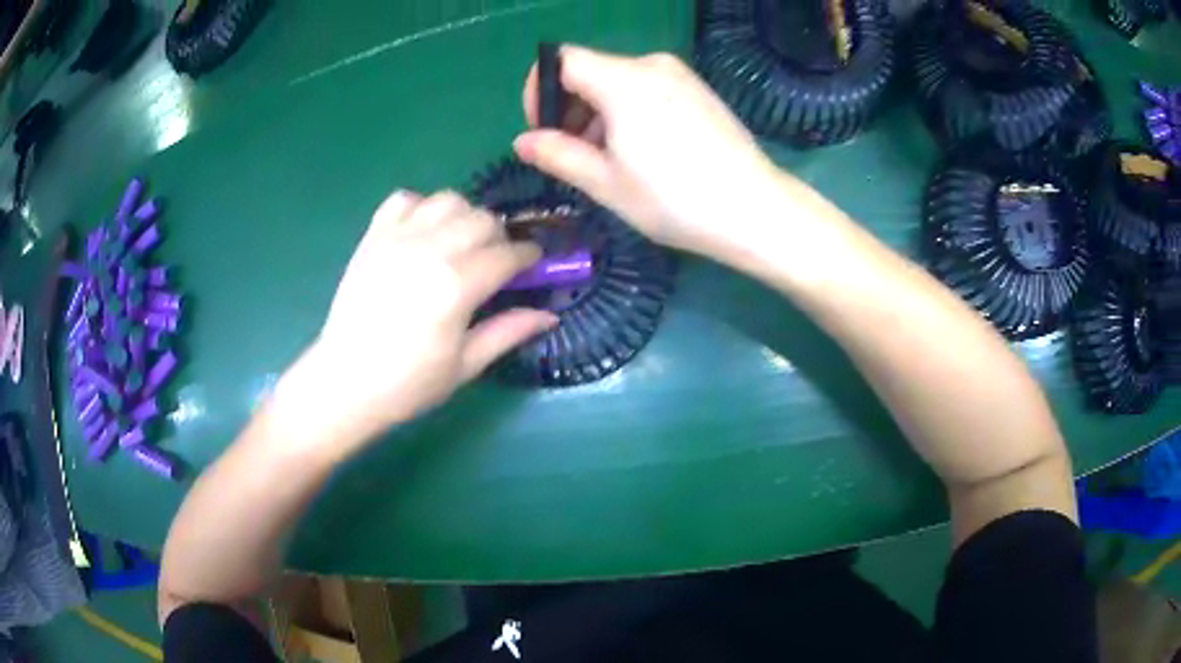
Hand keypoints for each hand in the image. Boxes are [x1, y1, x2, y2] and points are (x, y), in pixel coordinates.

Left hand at [272, 191, 556, 456]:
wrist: (345, 381)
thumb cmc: (408, 383)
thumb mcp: (465, 365)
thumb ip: (508, 332)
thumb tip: (550, 315)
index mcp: (457, 286)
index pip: (507, 254)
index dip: (528, 256)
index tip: (532, 264)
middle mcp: (430, 250)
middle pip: (482, 218)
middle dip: (499, 236)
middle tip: (496, 261)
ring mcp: (397, 238)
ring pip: (448, 199)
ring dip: (464, 216)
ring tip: (460, 243)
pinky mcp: (373, 236)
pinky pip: (405, 199)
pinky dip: (421, 207)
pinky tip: (423, 233)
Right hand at [514, 46, 785, 260]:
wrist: (755, 210)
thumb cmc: (675, 199)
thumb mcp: (606, 183)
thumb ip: (557, 155)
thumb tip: (522, 142)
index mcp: (622, 80)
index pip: (560, 60)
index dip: (540, 91)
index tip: (544, 132)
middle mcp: (651, 65)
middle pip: (590, 71)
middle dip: (570, 110)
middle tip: (575, 157)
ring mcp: (680, 76)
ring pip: (618, 82)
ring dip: (599, 115)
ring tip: (610, 163)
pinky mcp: (699, 91)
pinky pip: (648, 89)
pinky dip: (629, 113)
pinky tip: (644, 153)